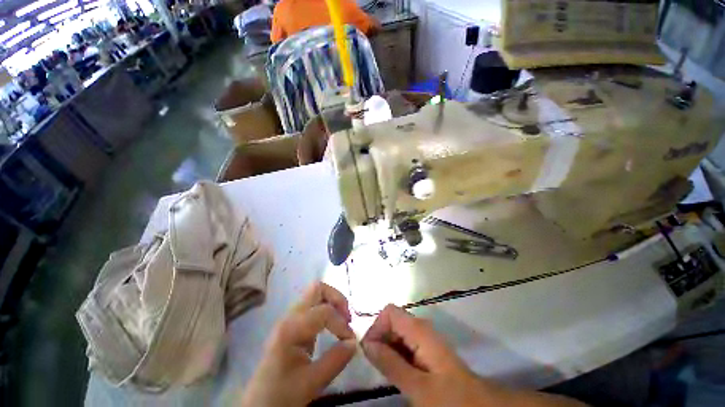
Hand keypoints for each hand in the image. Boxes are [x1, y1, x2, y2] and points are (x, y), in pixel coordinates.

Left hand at [240, 282, 355, 406]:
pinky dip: (325, 316)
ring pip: (312, 300)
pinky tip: (333, 333)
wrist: (263, 401)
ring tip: (344, 328)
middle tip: (349, 321)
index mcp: (291, 329)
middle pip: (315, 291)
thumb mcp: (315, 380)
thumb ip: (337, 358)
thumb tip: (355, 341)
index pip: (324, 310)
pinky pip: (310, 314)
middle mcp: (288, 320)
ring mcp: (288, 325)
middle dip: (337, 300)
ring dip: (331, 307)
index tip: (351, 343)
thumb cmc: (286, 391)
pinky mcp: (290, 334)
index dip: (342, 324)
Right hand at [361, 305, 586, 406]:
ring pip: (398, 338)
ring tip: (383, 372)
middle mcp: (425, 334)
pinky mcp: (428, 358)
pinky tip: (394, 374)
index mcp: (423, 334)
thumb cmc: (449, 396)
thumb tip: (365, 342)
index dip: (376, 328)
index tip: (369, 352)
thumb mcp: (417, 385)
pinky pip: (405, 350)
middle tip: (375, 365)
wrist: (477, 404)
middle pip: (393, 324)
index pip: (390, 313)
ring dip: (385, 350)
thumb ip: (391, 363)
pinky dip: (394, 358)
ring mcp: (427, 346)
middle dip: (379, 340)